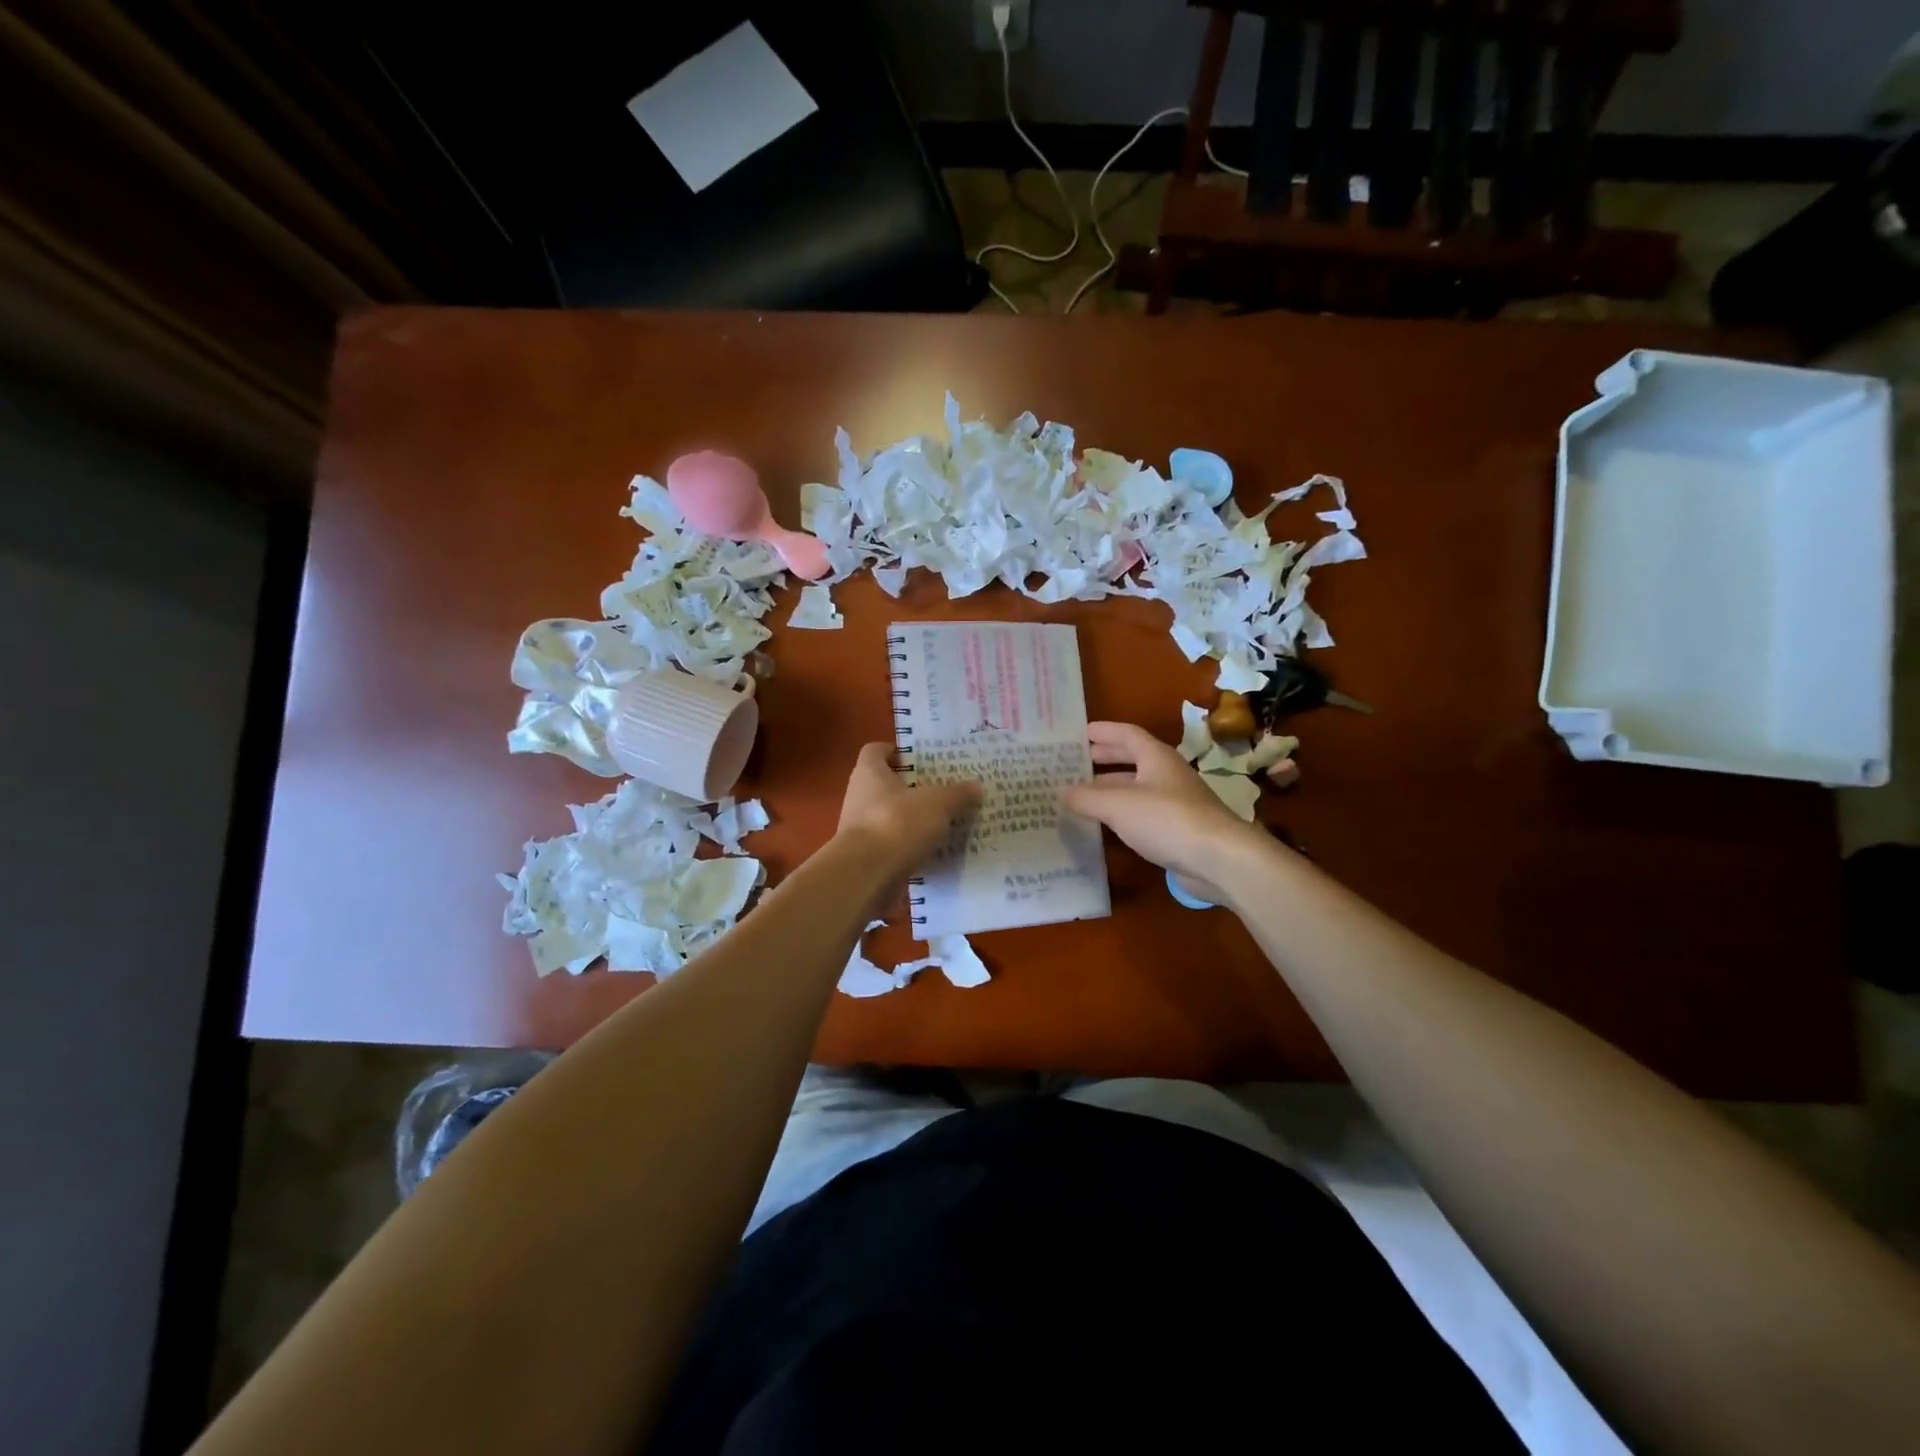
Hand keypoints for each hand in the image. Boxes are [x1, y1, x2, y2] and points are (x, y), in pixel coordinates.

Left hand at [836, 743, 981, 880]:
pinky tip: (936, 852)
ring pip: (891, 817)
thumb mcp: (937, 803)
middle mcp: (859, 796)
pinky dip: (911, 848)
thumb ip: (957, 794)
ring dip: (914, 820)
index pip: (876, 750)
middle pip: (886, 785)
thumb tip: (976, 786)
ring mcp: (860, 829)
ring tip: (945, 823)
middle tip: (943, 791)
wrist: (866, 876)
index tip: (921, 759)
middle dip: (913, 788)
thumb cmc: (897, 824)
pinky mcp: (867, 858)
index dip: (896, 752)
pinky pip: (893, 846)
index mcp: (870, 773)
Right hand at [1061, 721, 1267, 896]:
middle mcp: (1167, 774)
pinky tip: (1107, 823)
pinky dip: (1122, 813)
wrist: (1218, 858)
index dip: (1104, 731)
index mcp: (1156, 757)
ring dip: (1112, 787)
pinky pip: (1143, 812)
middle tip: (1079, 762)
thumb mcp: (1117, 805)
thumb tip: (1062, 791)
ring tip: (1084, 794)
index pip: (1127, 734)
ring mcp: (1175, 802)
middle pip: (1134, 759)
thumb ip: (1087, 797)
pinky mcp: (1178, 829)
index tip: (1081, 732)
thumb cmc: (1166, 819)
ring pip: (1137, 787)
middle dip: (1106, 758)